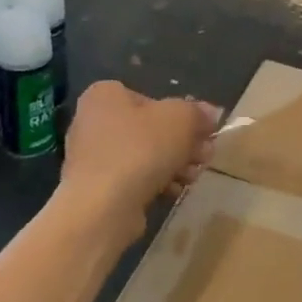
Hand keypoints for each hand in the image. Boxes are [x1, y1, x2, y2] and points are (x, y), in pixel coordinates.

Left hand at [56, 81, 218, 249]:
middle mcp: (92, 121)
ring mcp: (91, 157)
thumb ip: (197, 113)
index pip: (150, 98)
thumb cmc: (140, 148)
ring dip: (173, 164)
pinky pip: (132, 179)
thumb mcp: (181, 119)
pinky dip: (154, 183)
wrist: (103, 206)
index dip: (181, 114)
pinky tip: (175, 191)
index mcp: (106, 95)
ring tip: (193, 177)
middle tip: (205, 156)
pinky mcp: (95, 188)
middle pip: (149, 128)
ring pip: (143, 155)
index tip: (204, 132)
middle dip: (182, 143)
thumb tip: (210, 113)